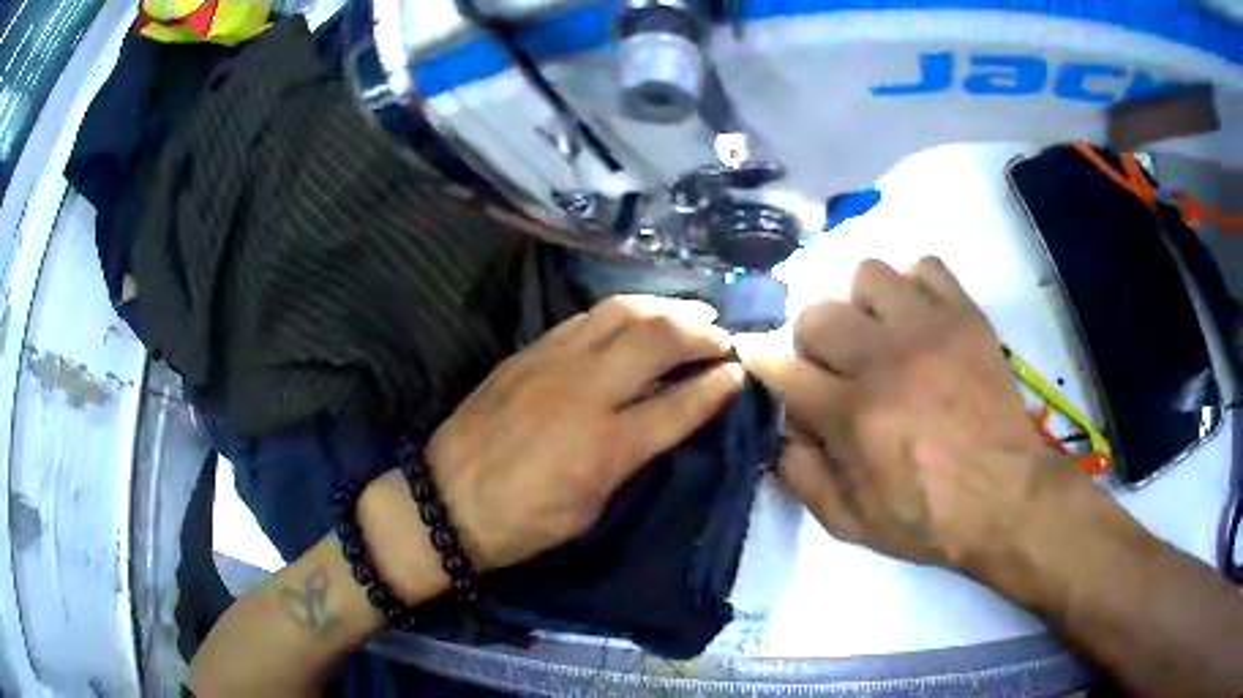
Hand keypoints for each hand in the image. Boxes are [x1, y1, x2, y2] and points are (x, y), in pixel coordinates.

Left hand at [424, 295, 744, 570]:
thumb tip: (662, 423)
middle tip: (722, 337)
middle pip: (657, 339)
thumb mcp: (591, 509)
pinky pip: (586, 318)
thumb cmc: (524, 523)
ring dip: (665, 308)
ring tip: (691, 314)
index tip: (739, 374)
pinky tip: (636, 318)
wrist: (445, 500)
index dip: (718, 387)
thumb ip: (631, 459)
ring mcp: (553, 363)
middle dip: (701, 332)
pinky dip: (622, 313)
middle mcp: (585, 392)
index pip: (679, 404)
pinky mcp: (529, 352)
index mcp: (606, 447)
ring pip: (622, 313)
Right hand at [740, 257, 1079, 567]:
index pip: (780, 365)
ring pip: (866, 274)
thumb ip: (802, 476)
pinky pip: (923, 266)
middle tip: (830, 364)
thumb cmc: (929, 519)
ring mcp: (930, 329)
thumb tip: (780, 428)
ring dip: (859, 304)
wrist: (1009, 498)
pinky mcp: (965, 315)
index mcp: (854, 416)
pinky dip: (910, 285)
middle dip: (808, 339)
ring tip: (876, 333)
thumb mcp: (850, 524)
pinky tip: (915, 318)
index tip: (757, 357)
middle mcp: (887, 360)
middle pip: (817, 312)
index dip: (759, 358)